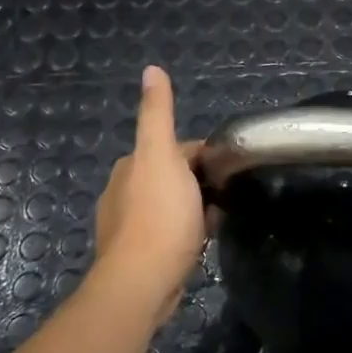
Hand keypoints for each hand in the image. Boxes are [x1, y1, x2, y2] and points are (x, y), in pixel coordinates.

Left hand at [95, 66, 207, 328]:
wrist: (142, 282)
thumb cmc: (159, 216)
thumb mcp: (161, 156)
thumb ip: (158, 114)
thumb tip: (151, 69)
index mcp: (129, 166)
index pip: (175, 149)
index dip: (204, 155)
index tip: (228, 168)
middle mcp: (123, 192)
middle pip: (174, 176)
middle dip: (200, 182)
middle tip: (227, 195)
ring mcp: (129, 226)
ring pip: (173, 205)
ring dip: (195, 208)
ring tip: (218, 218)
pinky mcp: (139, 255)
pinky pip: (170, 232)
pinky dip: (187, 231)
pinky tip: (201, 240)